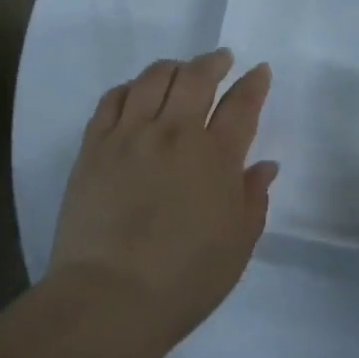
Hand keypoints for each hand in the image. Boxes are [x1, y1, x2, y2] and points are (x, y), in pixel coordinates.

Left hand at [51, 49, 277, 340]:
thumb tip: (264, 165)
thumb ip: (254, 198)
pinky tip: (136, 93)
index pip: (242, 105)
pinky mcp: (94, 147)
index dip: (254, 83)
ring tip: (180, 71)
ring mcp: (130, 136)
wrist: (109, 298)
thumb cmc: (185, 279)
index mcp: (216, 157)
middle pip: (196, 77)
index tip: (259, 71)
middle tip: (222, 59)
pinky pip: (112, 99)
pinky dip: (130, 87)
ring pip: (153, 79)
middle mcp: (174, 134)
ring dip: (173, 67)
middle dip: (214, 61)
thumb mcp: (238, 244)